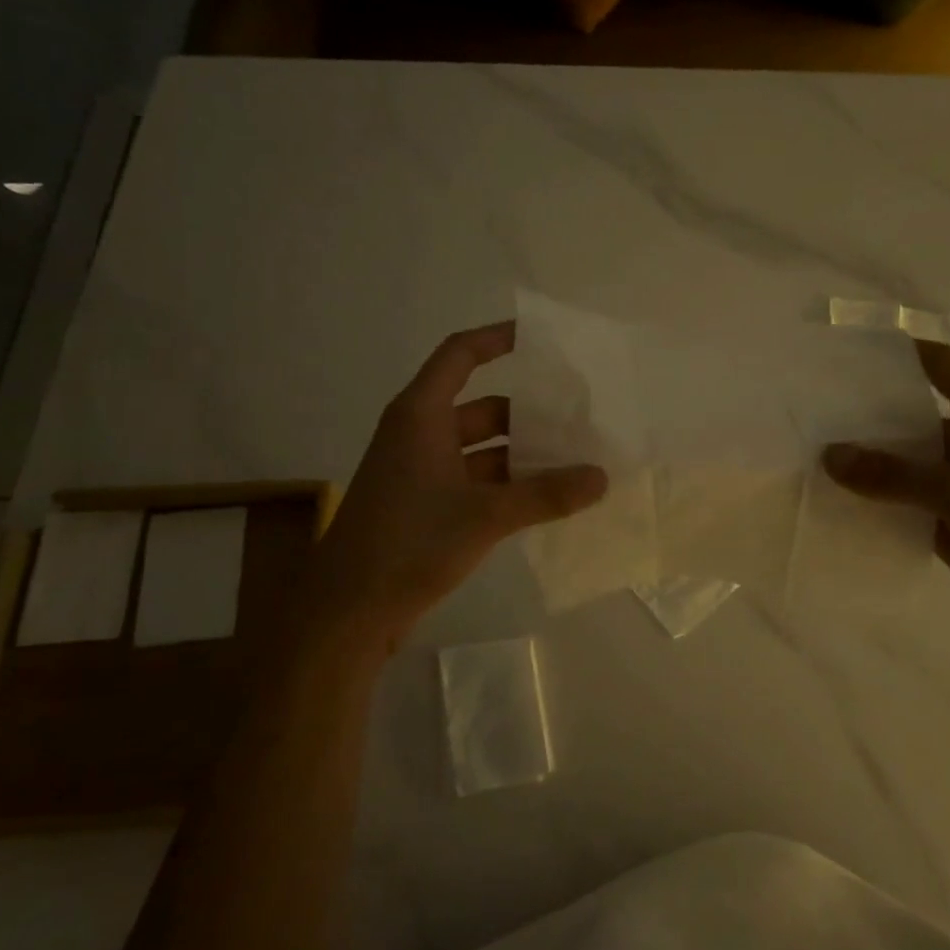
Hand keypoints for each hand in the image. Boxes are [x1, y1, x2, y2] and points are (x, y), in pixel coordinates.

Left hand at [314, 322, 607, 630]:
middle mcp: (419, 434)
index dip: (496, 339)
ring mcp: (419, 471)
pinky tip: (544, 498)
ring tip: (573, 460)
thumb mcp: (485, 515)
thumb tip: (601, 477)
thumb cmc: (409, 543)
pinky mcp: (423, 505)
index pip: (460, 355)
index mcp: (421, 415)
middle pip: (481, 406)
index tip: (539, 339)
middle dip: (528, 412)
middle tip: (578, 417)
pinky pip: (474, 479)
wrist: (348, 610)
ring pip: (480, 448)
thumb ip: (546, 494)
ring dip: (521, 454)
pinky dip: (506, 484)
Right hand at [823, 340, 949, 652]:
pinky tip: (830, 499)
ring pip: (899, 458)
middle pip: (907, 411)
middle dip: (861, 412)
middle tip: (805, 410)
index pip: (935, 363)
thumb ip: (893, 474)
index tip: (840, 355)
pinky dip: (871, 498)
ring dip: (862, 459)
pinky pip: (899, 498)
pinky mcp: (946, 516)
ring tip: (805, 452)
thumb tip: (827, 455)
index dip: (893, 353)